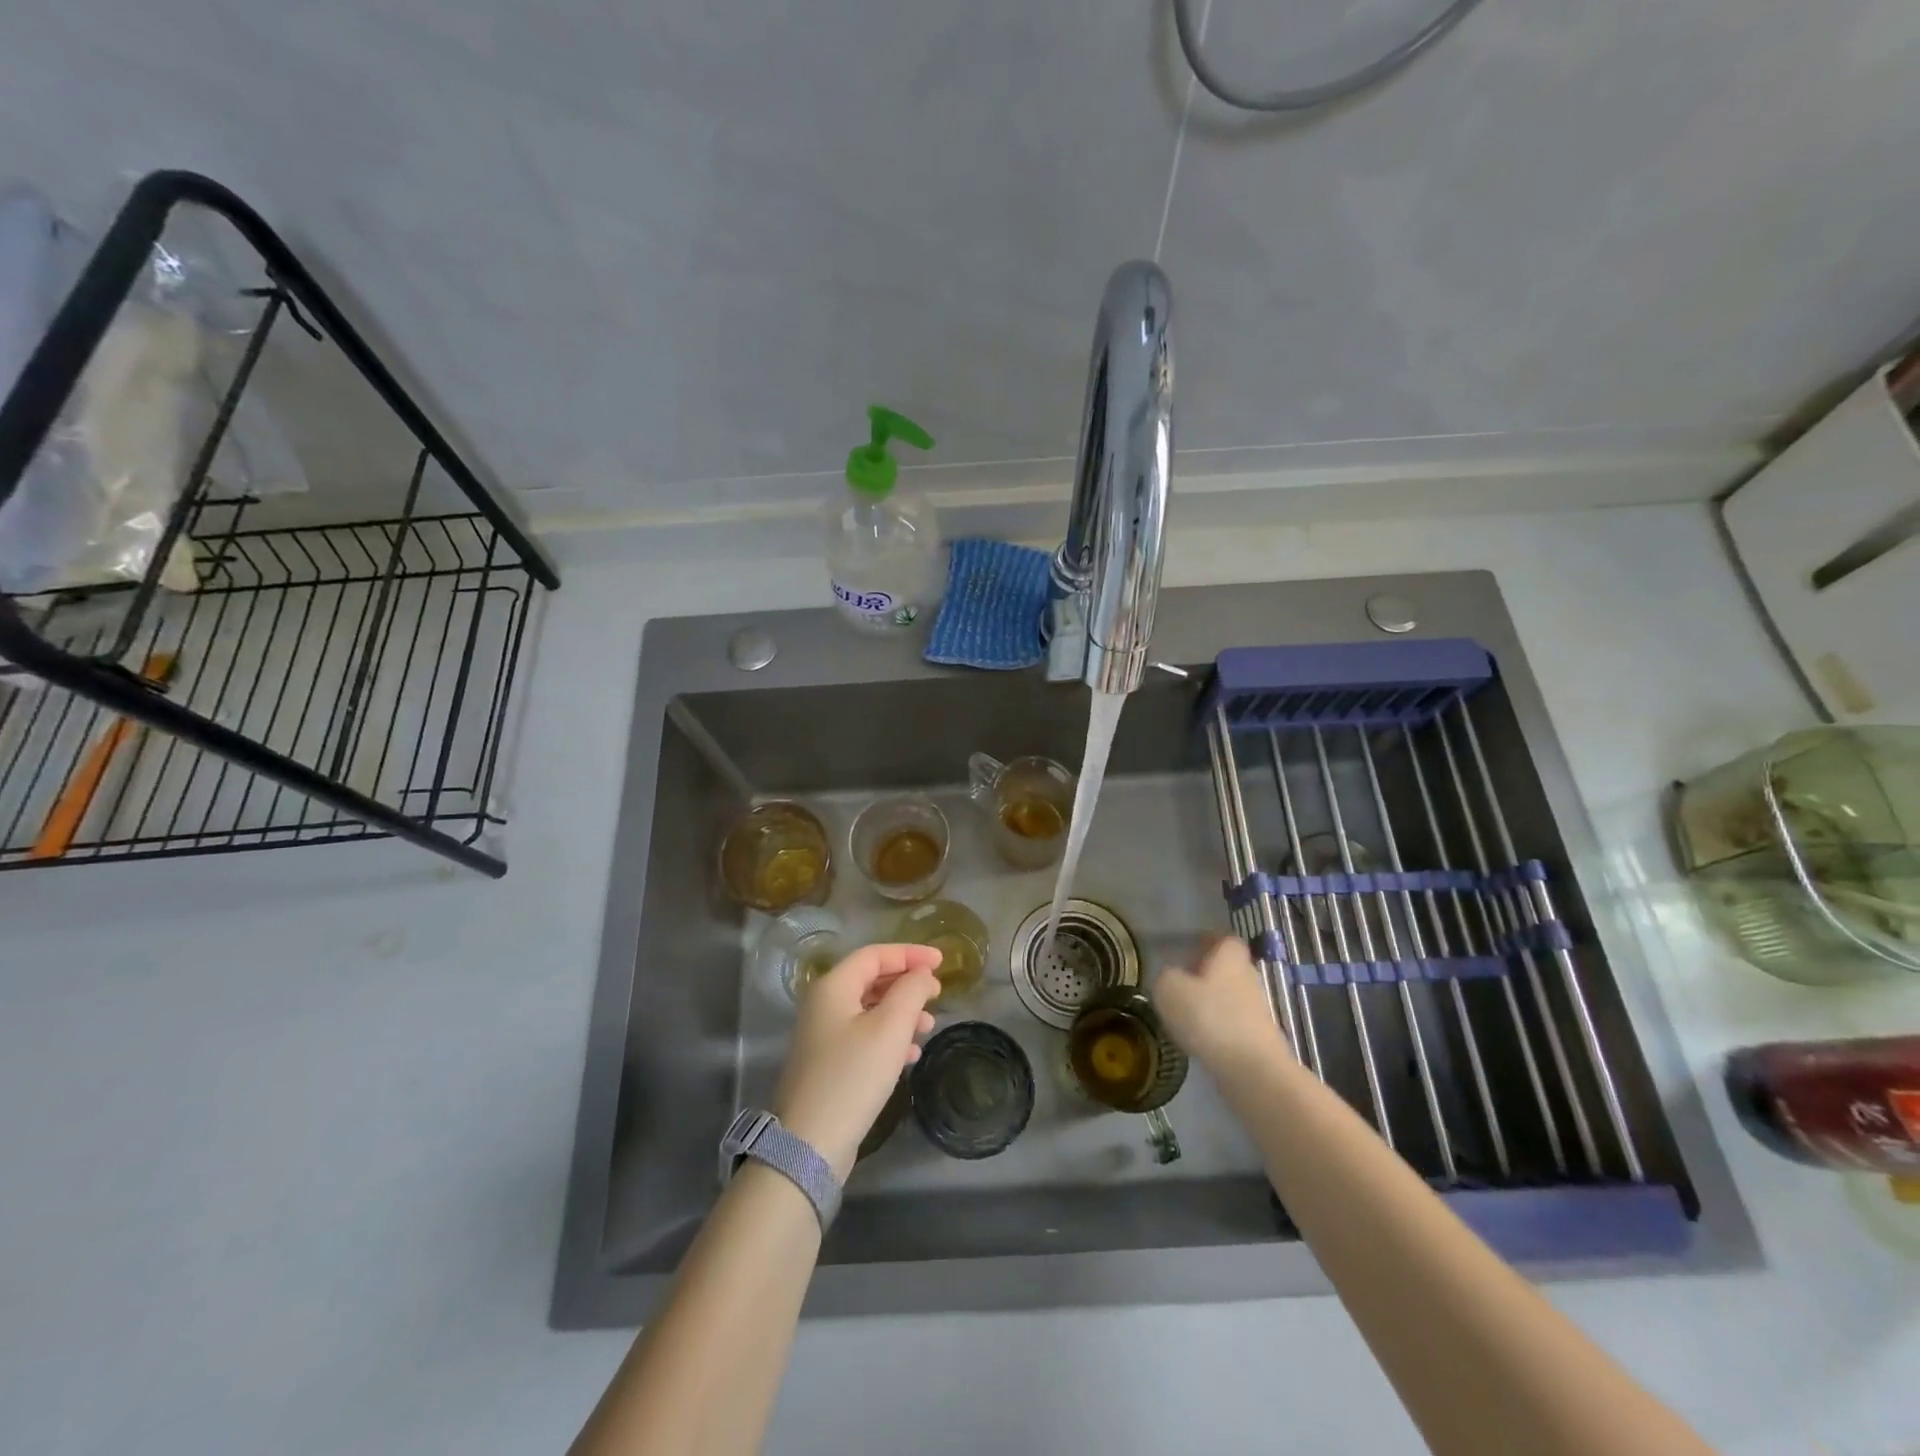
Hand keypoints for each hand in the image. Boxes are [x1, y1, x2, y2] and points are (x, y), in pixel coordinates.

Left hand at [772, 943, 940, 1179]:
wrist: (809, 1143)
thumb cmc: (853, 1075)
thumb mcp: (891, 1027)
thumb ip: (911, 991)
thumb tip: (922, 974)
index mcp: (833, 986)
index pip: (875, 954)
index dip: (910, 954)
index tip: (942, 962)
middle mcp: (823, 1004)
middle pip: (871, 979)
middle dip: (906, 984)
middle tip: (937, 993)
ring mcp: (823, 1035)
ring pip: (869, 1009)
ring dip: (901, 1012)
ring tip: (928, 1026)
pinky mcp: (828, 1064)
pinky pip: (864, 1036)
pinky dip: (889, 1037)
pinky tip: (910, 1055)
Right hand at [1152, 936, 1288, 1074]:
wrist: (1252, 1070)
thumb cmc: (1210, 1017)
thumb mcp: (1170, 989)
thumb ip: (1165, 977)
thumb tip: (1170, 979)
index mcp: (1230, 956)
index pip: (1223, 938)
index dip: (1206, 942)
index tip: (1187, 950)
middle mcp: (1248, 976)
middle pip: (1227, 968)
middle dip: (1205, 973)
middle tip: (1180, 982)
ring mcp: (1256, 1009)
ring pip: (1228, 997)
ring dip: (1209, 1002)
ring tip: (1183, 1015)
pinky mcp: (1257, 1038)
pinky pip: (1231, 1024)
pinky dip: (1215, 1028)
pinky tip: (1197, 1040)